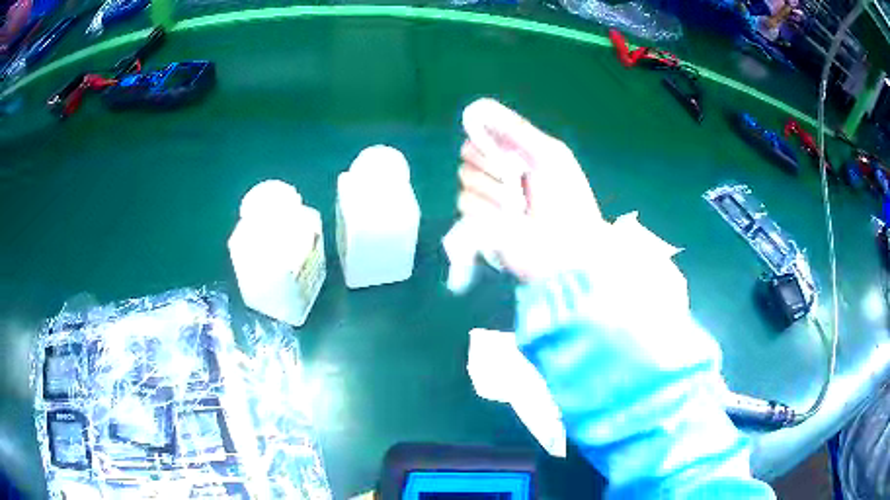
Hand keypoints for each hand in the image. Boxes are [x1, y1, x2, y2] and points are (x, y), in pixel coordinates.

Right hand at [457, 98, 606, 281]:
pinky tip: (509, 220)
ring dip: (494, 192)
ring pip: (465, 179)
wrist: (570, 249)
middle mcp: (497, 172)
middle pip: (467, 153)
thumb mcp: (550, 155)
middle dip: (491, 164)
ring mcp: (486, 198)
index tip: (499, 146)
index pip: (481, 133)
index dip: (485, 137)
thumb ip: (517, 130)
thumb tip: (480, 106)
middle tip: (516, 178)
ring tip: (520, 207)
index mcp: (515, 153)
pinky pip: (465, 205)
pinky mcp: (479, 223)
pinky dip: (488, 210)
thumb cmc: (568, 200)